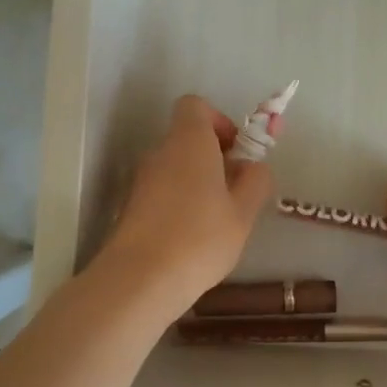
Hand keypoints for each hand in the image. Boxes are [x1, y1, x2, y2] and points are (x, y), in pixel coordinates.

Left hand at [95, 95, 274, 321]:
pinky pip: (163, 192)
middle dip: (214, 157)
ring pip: (175, 167)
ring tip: (218, 220)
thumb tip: (253, 166)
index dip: (219, 121)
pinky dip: (180, 203)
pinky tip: (194, 237)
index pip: (195, 106)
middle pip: (187, 138)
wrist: (139, 280)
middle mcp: (160, 152)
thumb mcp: (243, 211)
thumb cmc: (200, 237)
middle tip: (236, 191)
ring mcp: (141, 180)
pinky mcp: (131, 207)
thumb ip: (255, 181)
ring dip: (198, 183)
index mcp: (189, 141)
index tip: (236, 151)